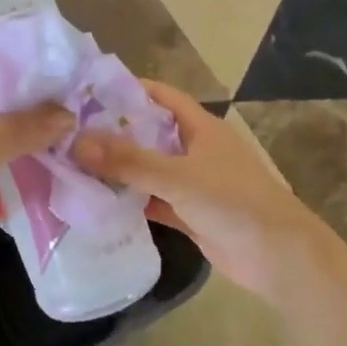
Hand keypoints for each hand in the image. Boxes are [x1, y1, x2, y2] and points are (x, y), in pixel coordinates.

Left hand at [0, 93, 73, 308]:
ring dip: (42, 155)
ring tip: (91, 143)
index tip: (67, 75)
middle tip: (93, 111)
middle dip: (42, 119)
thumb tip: (69, 114)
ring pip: (12, 158)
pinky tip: (71, 183)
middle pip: (6, 124)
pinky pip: (12, 191)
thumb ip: (15, 134)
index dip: (24, 81)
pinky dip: (36, 188)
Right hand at [71, 81, 327, 301]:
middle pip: (149, 133)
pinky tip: (98, 202)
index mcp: (200, 128)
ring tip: (73, 164)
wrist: (278, 256)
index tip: (86, 90)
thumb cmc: (233, 202)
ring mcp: (193, 184)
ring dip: (119, 169)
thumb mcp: (179, 177)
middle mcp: (196, 150)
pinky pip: (153, 201)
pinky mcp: (190, 214)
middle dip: (114, 131)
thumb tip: (78, 142)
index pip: (160, 96)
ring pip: (149, 169)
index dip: (127, 89)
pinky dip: (130, 201)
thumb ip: (130, 161)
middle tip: (68, 131)